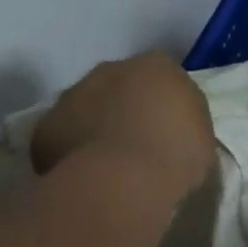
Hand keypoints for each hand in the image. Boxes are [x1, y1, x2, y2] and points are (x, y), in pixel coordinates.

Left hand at [31, 52, 216, 207]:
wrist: (122, 181)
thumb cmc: (174, 154)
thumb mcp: (202, 136)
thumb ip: (185, 121)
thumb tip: (172, 128)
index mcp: (157, 65)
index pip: (162, 75)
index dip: (163, 102)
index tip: (167, 129)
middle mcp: (112, 69)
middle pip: (119, 85)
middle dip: (125, 107)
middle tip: (136, 144)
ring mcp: (74, 95)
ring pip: (86, 107)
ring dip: (94, 126)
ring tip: (107, 164)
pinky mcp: (45, 126)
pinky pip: (61, 136)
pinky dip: (69, 151)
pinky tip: (82, 175)